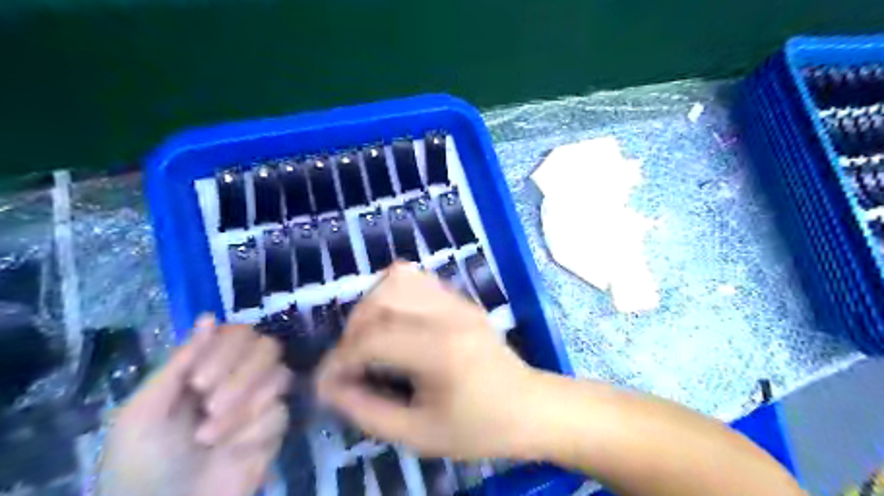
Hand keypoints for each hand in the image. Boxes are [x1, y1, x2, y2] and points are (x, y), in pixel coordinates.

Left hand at [100, 317, 292, 495]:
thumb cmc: (140, 464)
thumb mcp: (143, 412)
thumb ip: (179, 363)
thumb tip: (209, 317)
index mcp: (206, 368)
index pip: (239, 332)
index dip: (226, 350)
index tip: (198, 383)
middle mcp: (239, 377)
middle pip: (268, 347)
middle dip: (240, 376)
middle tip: (209, 406)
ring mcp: (260, 401)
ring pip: (280, 376)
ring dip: (244, 406)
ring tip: (209, 437)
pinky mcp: (275, 427)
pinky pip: (280, 412)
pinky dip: (253, 431)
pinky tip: (232, 451)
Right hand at [319, 263, 538, 460]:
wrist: (530, 406)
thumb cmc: (480, 427)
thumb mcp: (419, 434)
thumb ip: (367, 410)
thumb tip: (329, 387)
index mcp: (442, 350)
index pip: (374, 338)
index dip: (339, 360)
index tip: (325, 382)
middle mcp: (449, 314)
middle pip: (383, 297)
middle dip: (353, 328)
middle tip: (351, 360)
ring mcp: (458, 300)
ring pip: (399, 277)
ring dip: (373, 305)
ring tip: (370, 337)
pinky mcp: (462, 298)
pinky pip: (418, 279)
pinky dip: (394, 295)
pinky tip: (395, 323)